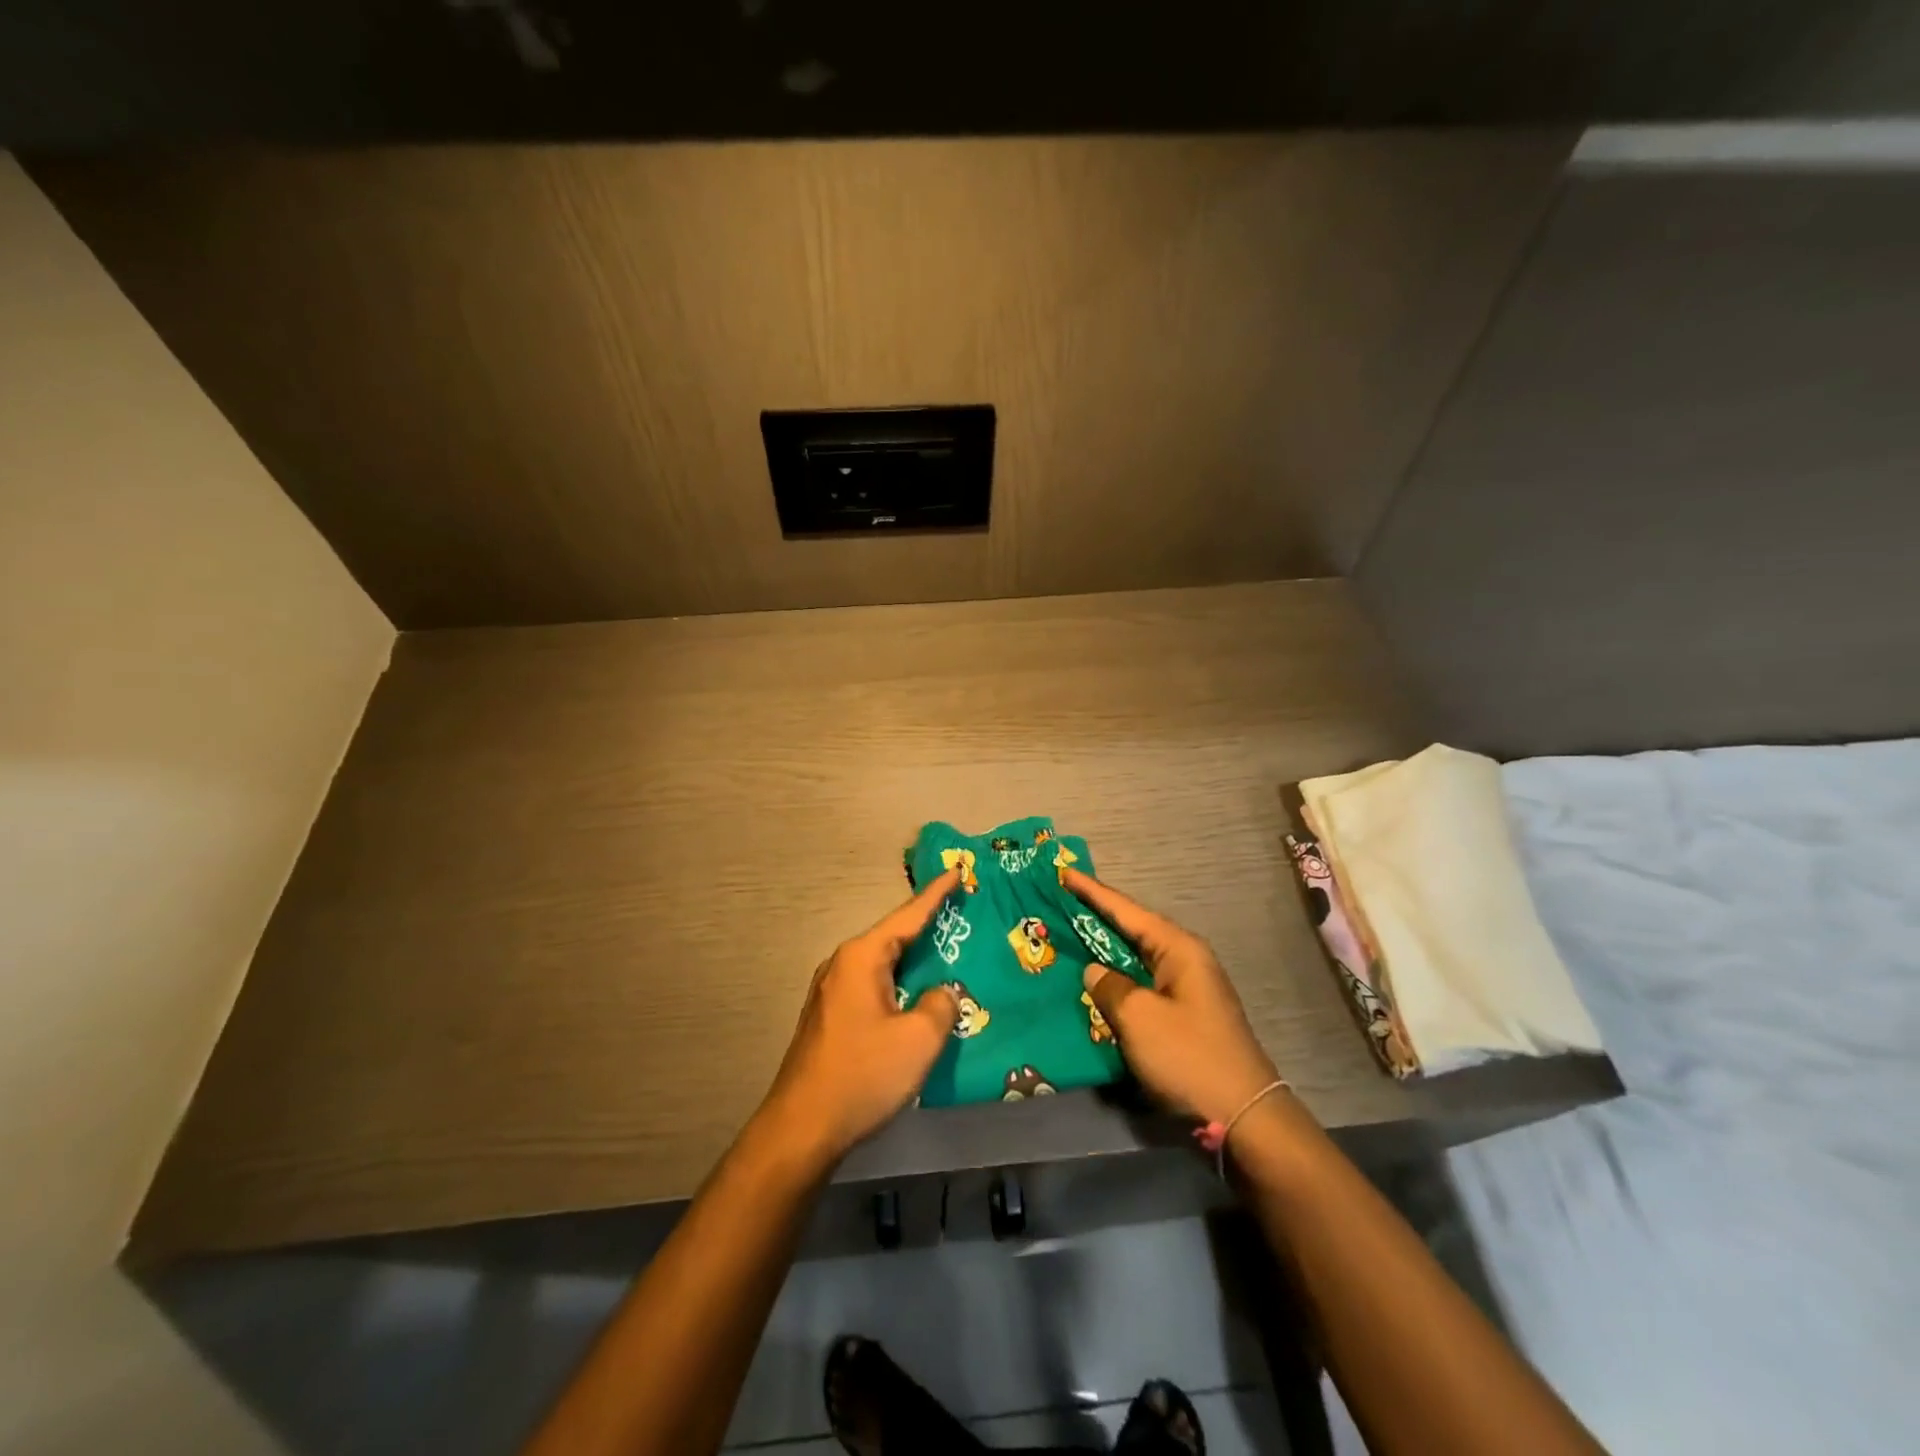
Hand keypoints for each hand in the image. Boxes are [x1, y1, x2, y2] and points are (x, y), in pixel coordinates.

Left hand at [757, 868, 962, 1165]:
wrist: (802, 1127)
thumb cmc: (863, 1074)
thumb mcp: (918, 1039)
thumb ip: (940, 1005)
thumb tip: (941, 993)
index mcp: (862, 958)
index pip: (907, 916)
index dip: (936, 894)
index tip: (956, 870)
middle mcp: (843, 965)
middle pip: (893, 937)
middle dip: (927, 927)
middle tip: (961, 915)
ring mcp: (832, 992)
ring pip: (883, 965)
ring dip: (914, 961)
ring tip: (947, 955)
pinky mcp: (831, 1017)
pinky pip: (874, 987)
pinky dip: (900, 984)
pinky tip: (917, 999)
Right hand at [1066, 868, 1283, 1126]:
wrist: (1243, 1118)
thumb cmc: (1189, 1057)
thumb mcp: (1139, 1018)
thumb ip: (1109, 987)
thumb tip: (1094, 972)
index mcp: (1179, 949)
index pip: (1127, 910)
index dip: (1093, 892)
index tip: (1064, 873)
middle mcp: (1184, 961)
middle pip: (1131, 930)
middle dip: (1095, 918)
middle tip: (1058, 903)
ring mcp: (1185, 990)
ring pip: (1134, 960)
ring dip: (1103, 952)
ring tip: (1067, 938)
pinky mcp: (1182, 1017)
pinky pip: (1140, 987)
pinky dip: (1115, 982)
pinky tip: (1092, 985)